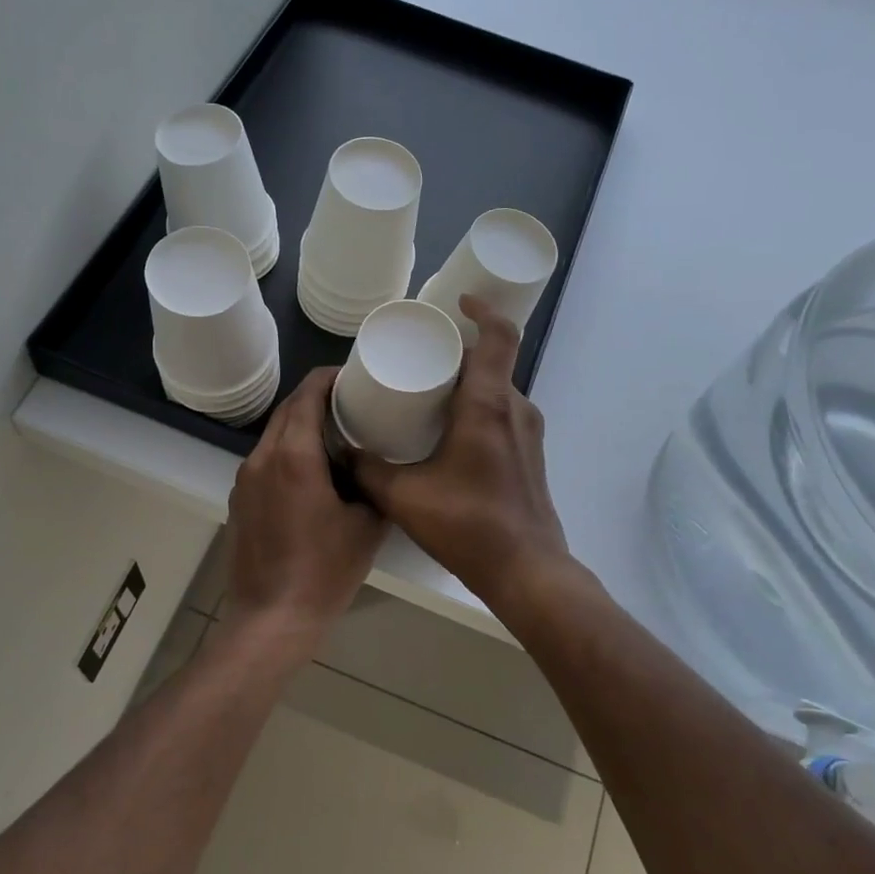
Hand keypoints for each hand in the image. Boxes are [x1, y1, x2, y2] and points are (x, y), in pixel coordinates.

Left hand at [222, 367, 386, 662]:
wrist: (272, 619)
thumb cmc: (324, 572)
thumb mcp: (366, 526)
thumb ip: (372, 485)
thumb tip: (372, 466)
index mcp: (294, 456)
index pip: (307, 394)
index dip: (331, 377)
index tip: (355, 376)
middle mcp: (262, 458)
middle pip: (287, 410)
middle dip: (317, 398)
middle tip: (352, 402)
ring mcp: (245, 480)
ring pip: (274, 435)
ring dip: (301, 425)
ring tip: (336, 434)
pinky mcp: (239, 501)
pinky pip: (265, 461)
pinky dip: (288, 453)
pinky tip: (312, 472)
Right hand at [348, 297, 568, 609]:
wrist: (526, 570)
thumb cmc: (467, 525)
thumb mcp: (403, 496)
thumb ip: (367, 470)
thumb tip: (344, 452)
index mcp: (488, 405)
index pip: (498, 337)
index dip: (481, 311)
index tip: (456, 303)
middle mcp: (515, 410)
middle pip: (493, 361)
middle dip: (460, 351)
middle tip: (422, 356)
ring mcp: (529, 434)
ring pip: (498, 390)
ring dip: (469, 383)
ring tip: (430, 392)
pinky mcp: (531, 456)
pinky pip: (504, 415)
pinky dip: (479, 409)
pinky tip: (450, 433)